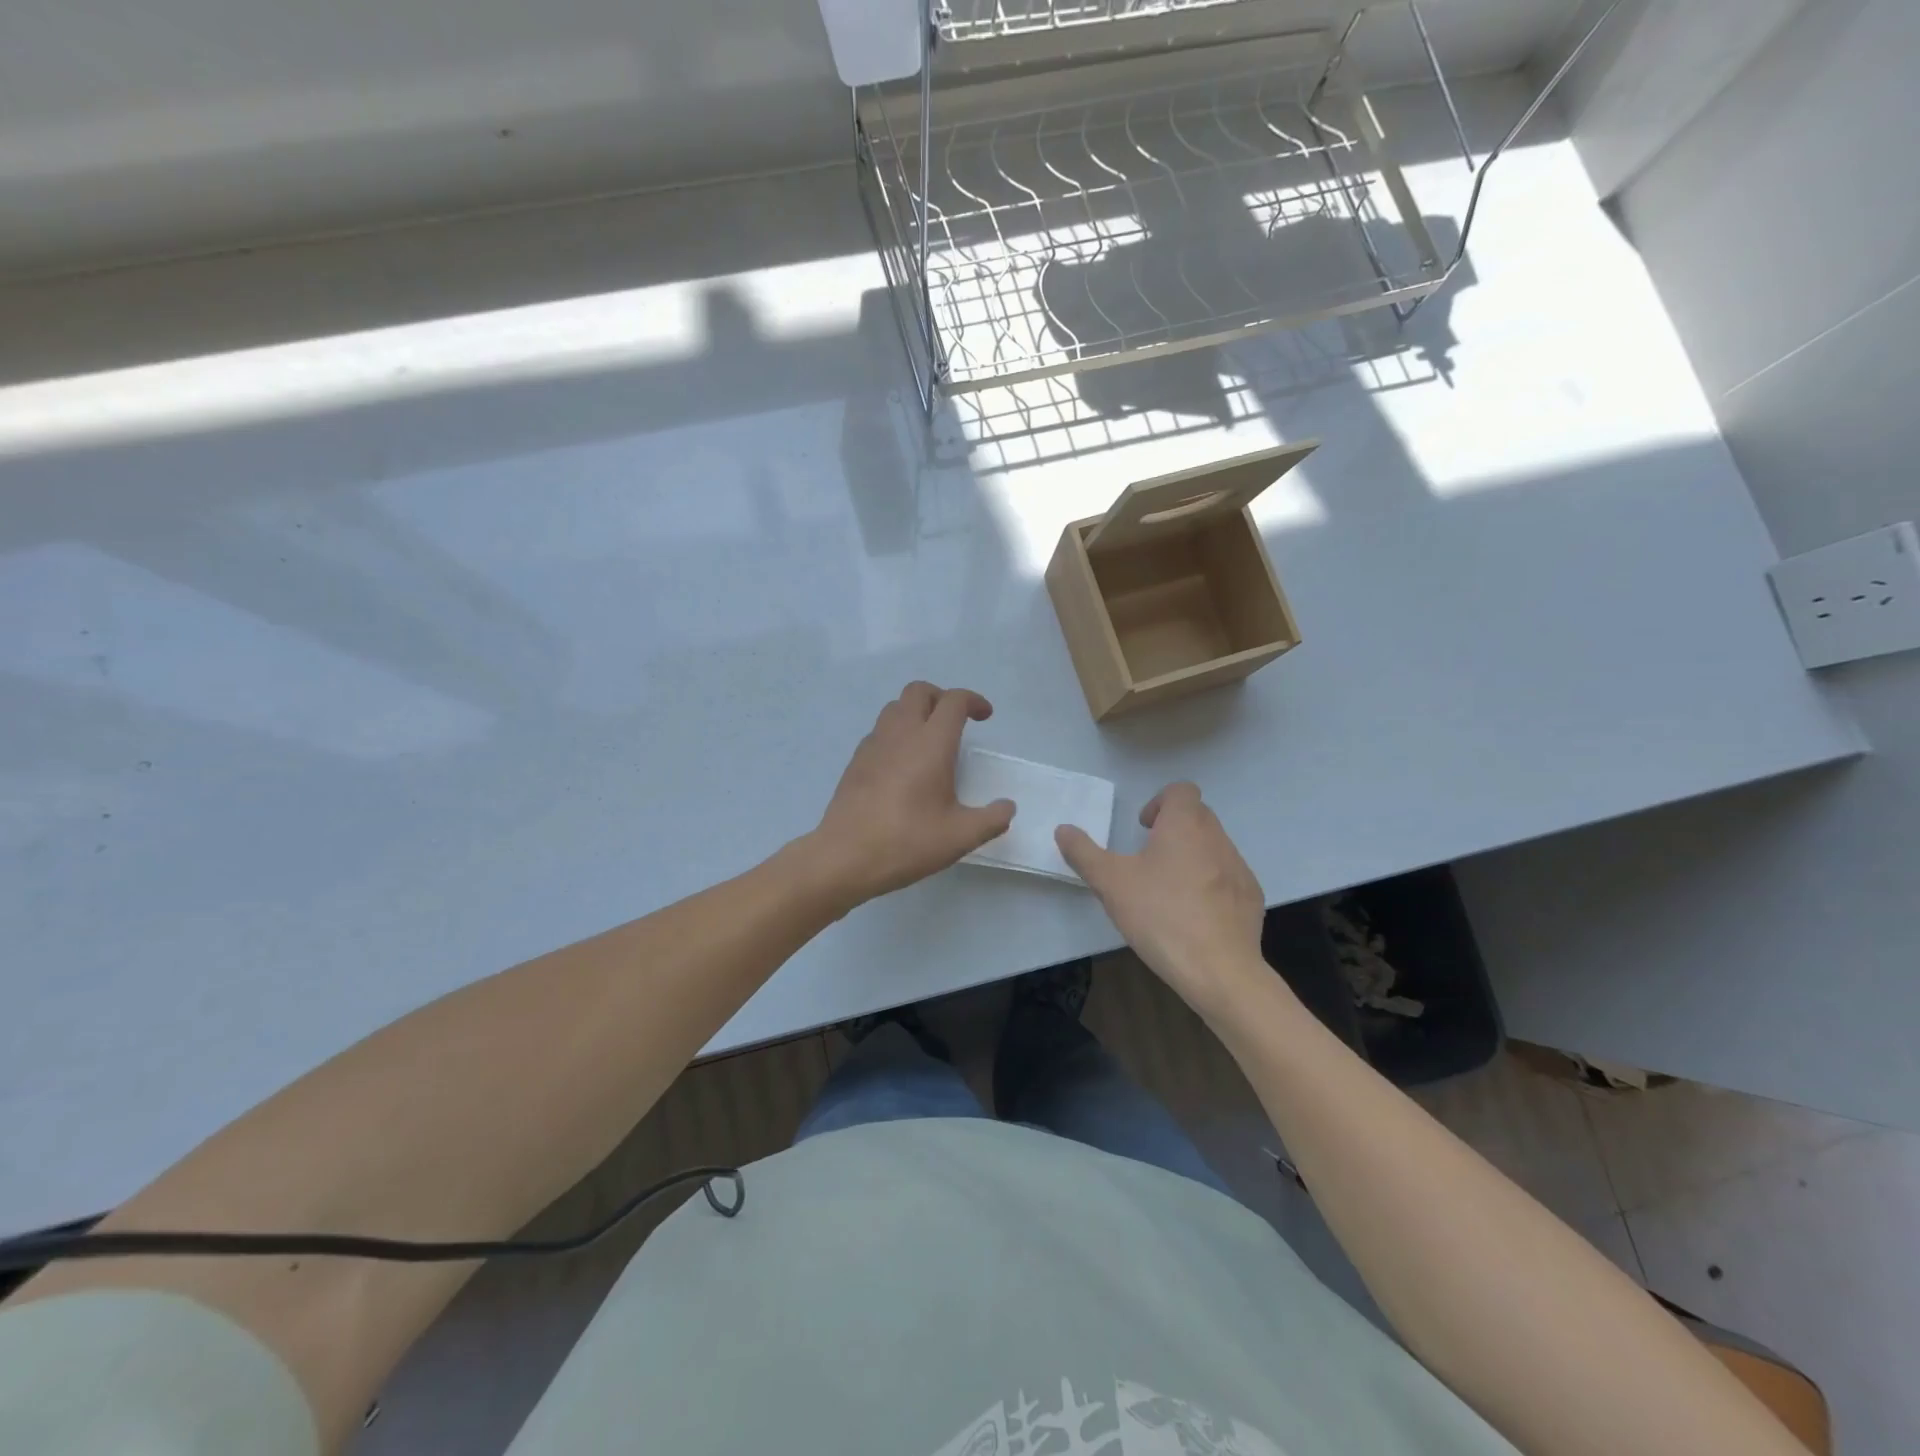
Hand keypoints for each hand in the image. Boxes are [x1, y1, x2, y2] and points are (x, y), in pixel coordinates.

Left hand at [809, 682, 1014, 910]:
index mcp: (931, 743)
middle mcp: (901, 734)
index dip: (973, 701)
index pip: (953, 701)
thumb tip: (1007, 808)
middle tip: (955, 722)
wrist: (844, 857)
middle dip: (941, 697)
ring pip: (895, 707)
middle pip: (919, 691)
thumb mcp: (960, 837)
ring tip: (929, 740)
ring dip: (916, 712)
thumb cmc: (907, 842)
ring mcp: (873, 745)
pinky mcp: (856, 761)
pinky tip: (902, 764)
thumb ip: (991, 820)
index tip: (984, 716)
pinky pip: (879, 731)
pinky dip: (896, 733)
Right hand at [1055, 782, 1266, 1017]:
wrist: (1219, 970)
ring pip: (1213, 847)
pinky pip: (1228, 878)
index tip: (1143, 828)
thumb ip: (1084, 852)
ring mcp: (1239, 868)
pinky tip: (1194, 916)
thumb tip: (1063, 829)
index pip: (1182, 790)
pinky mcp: (1251, 898)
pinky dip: (1211, 885)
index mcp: (1185, 825)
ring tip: (1169, 891)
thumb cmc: (1160, 916)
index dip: (1160, 801)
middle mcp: (1217, 838)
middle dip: (1173, 829)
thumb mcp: (1110, 883)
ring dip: (1192, 857)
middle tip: (1148, 859)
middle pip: (1198, 816)